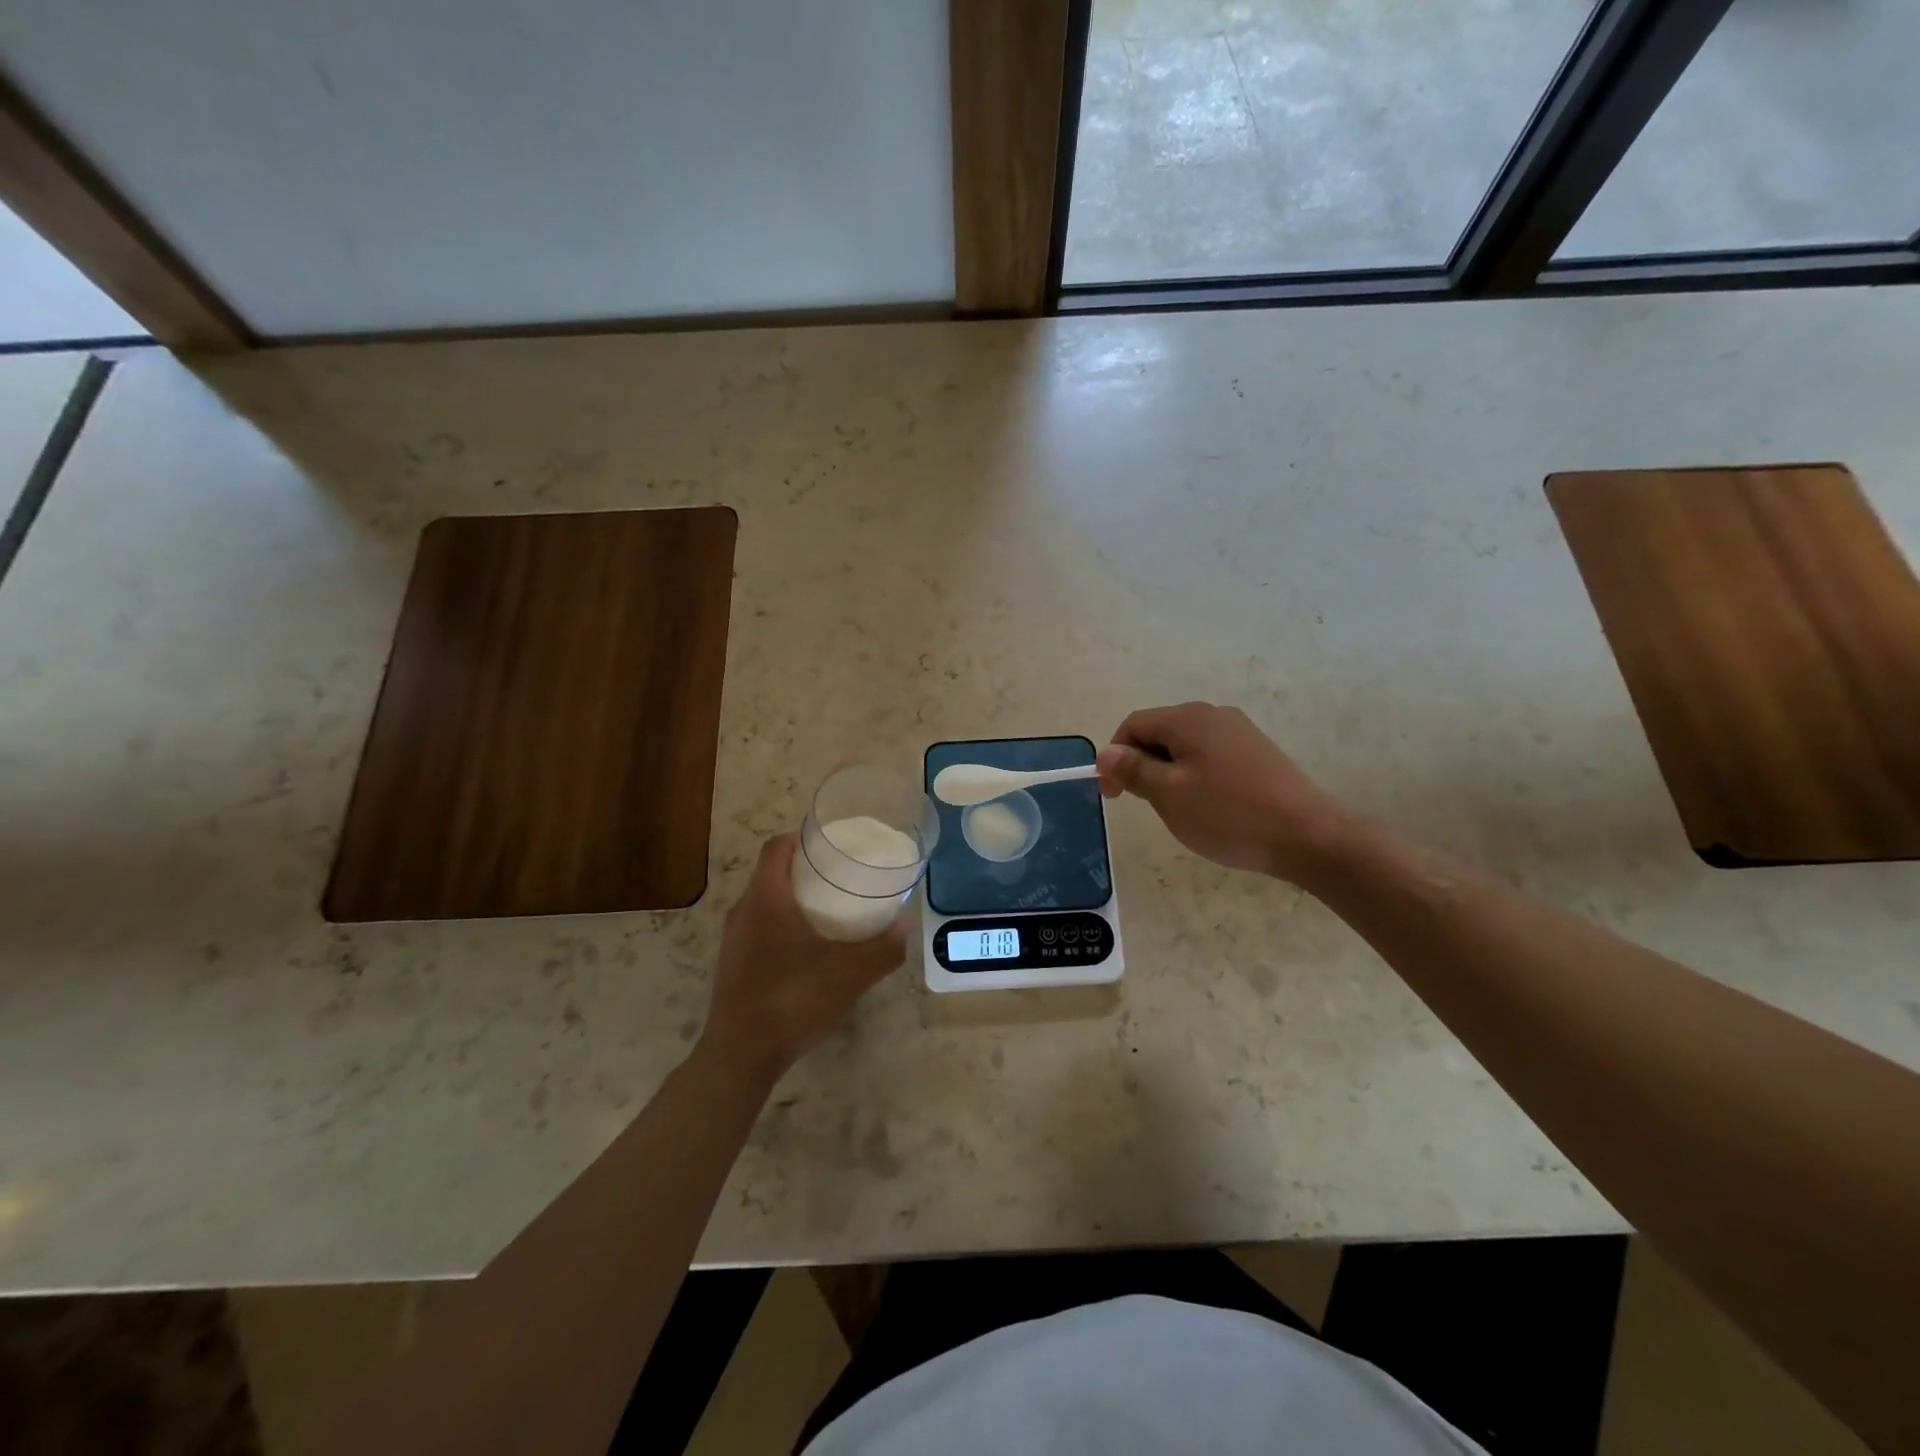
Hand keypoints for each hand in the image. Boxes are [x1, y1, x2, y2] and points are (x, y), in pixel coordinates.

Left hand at [699, 834, 907, 1082]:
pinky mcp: (733, 963)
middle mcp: (744, 911)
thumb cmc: (793, 1000)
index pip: (777, 847)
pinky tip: (810, 949)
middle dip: (806, 868)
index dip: (803, 837)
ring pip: (765, 900)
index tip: (833, 844)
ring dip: (794, 897)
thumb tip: (906, 926)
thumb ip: (883, 948)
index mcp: (766, 898)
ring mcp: (735, 939)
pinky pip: (760, 927)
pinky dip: (784, 924)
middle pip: (772, 871)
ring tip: (831, 909)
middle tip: (842, 875)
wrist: (740, 1056)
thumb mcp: (850, 974)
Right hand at [1096, 702, 1354, 882]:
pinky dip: (1195, 776)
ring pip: (1186, 746)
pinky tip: (1208, 806)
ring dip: (1168, 772)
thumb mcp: (1169, 794)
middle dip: (1141, 764)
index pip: (1133, 725)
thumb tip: (1106, 752)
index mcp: (1188, 719)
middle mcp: (1214, 715)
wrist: (1307, 836)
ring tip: (1176, 809)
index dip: (1114, 757)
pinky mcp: (1258, 753)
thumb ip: (1133, 769)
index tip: (1112, 795)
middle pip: (1160, 732)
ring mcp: (1240, 732)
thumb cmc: (1229, 815)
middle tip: (1142, 804)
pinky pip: (1211, 756)